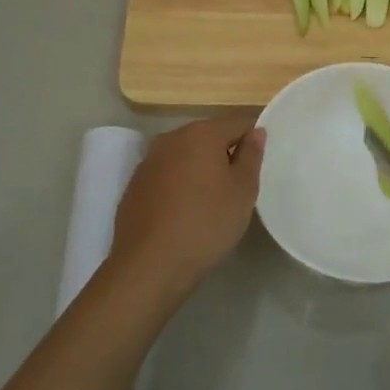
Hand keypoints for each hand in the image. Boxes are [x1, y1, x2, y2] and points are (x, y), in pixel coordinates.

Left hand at [107, 115, 264, 305]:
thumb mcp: (243, 191)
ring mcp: (148, 162)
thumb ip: (251, 156)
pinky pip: (166, 177)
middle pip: (207, 138)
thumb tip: (256, 132)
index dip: (251, 143)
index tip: (256, 170)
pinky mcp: (134, 186)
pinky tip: (183, 214)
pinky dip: (178, 187)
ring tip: (210, 203)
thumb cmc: (206, 223)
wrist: (150, 264)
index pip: (237, 124)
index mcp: (201, 133)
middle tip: (236, 189)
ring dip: (199, 171)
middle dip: (224, 156)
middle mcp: (171, 139)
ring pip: (184, 157)